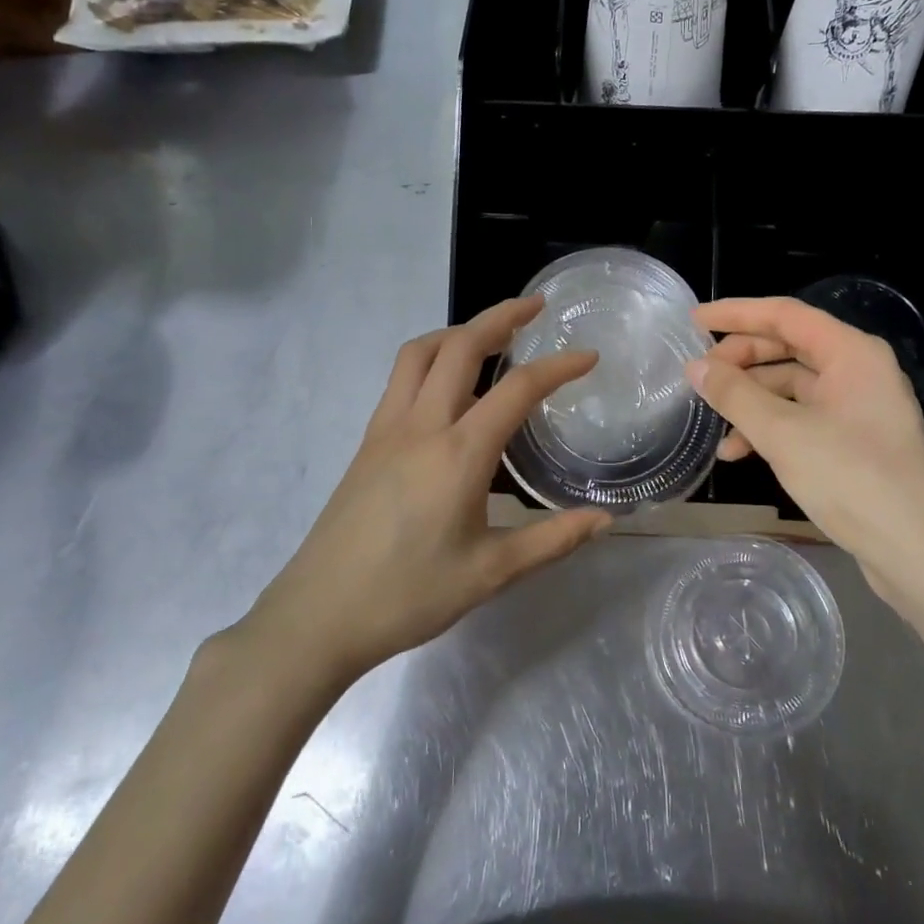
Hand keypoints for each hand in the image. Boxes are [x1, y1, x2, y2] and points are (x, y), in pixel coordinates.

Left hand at [229, 297, 610, 678]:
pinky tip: (450, 391)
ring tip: (491, 338)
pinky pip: (401, 380)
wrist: (318, 615)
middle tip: (535, 309)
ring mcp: (386, 430)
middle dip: (500, 318)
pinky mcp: (367, 443)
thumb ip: (552, 540)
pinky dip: (431, 361)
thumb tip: (605, 520)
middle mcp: (421, 426)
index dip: (558, 367)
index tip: (588, 356)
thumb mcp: (491, 573)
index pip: (517, 390)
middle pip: (459, 346)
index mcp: (458, 454)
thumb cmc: (409, 595)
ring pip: (420, 354)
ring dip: (458, 332)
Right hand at [687, 297, 923, 605]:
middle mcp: (858, 371)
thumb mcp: (782, 433)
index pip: (785, 315)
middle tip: (699, 376)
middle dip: (740, 361)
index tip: (693, 321)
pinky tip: (738, 452)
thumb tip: (696, 367)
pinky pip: (802, 418)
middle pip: (788, 348)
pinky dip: (769, 428)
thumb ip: (735, 395)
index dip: (736, 313)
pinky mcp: (853, 441)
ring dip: (750, 401)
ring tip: (712, 421)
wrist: (913, 549)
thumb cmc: (850, 478)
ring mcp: (857, 407)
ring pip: (791, 387)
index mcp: (851, 353)